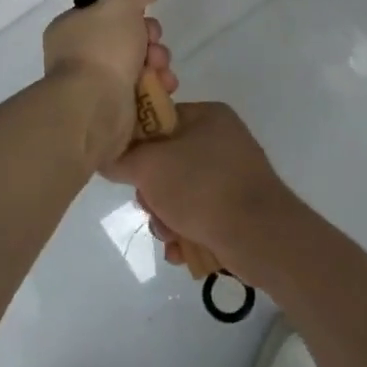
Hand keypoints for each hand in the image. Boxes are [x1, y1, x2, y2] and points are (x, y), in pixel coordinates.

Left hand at [42, 0, 177, 167]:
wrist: (95, 108)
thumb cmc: (102, 49)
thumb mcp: (120, 2)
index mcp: (72, 29)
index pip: (107, 12)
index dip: (132, 11)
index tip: (145, 14)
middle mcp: (81, 56)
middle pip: (128, 38)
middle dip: (150, 40)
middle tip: (153, 45)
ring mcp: (97, 85)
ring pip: (140, 65)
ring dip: (158, 63)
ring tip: (160, 71)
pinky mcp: (115, 110)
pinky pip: (143, 91)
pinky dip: (157, 88)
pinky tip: (164, 87)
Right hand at [104, 101, 298, 285]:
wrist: (261, 237)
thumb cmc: (202, 188)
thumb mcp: (149, 166)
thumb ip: (121, 157)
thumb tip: (106, 157)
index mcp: (207, 116)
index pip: (158, 119)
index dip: (136, 144)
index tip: (126, 168)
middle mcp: (222, 140)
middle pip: (166, 161)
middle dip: (152, 192)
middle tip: (152, 207)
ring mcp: (232, 176)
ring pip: (179, 193)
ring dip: (166, 218)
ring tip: (170, 235)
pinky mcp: (238, 208)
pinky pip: (199, 214)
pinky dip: (187, 232)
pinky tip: (182, 250)